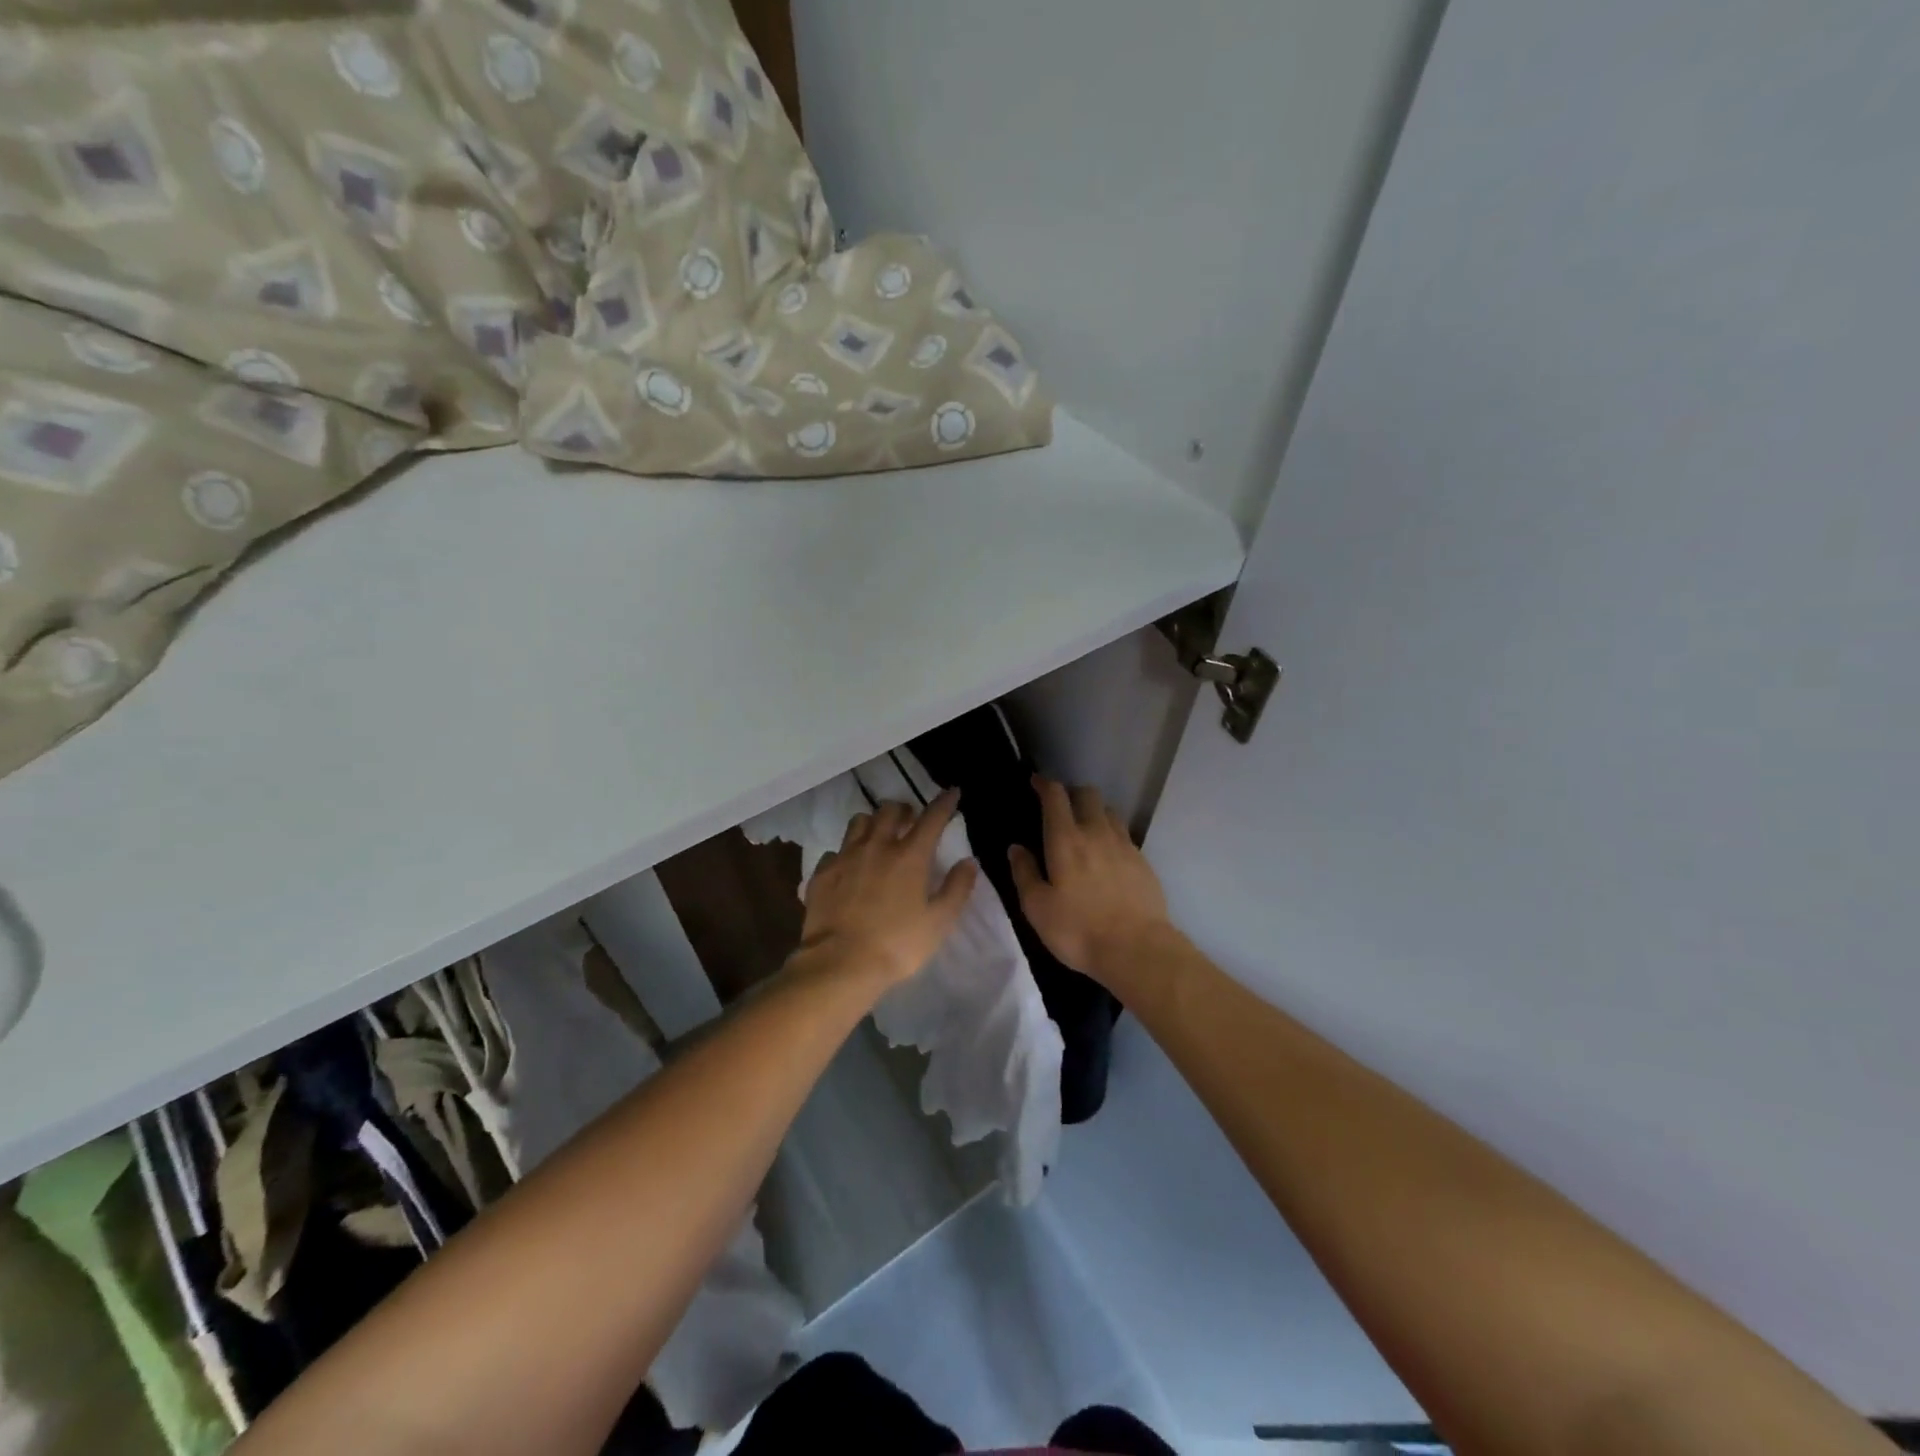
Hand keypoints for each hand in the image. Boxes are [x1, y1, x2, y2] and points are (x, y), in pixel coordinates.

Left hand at [795, 791, 977, 991]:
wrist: (840, 964)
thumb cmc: (897, 945)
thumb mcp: (938, 922)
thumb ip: (957, 889)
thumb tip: (969, 862)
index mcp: (909, 856)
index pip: (931, 818)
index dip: (944, 803)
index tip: (952, 793)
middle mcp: (877, 847)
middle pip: (890, 811)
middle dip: (904, 809)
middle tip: (910, 819)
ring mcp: (845, 857)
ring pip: (859, 822)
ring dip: (872, 823)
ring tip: (877, 835)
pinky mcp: (822, 873)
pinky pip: (834, 851)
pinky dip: (845, 853)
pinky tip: (848, 867)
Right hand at [1009, 778, 1174, 988]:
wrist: (1137, 949)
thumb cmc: (1078, 930)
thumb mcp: (1037, 908)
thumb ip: (1024, 873)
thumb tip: (1016, 848)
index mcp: (1066, 840)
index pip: (1056, 796)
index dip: (1044, 784)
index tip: (1036, 782)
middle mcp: (1097, 833)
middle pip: (1088, 794)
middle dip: (1072, 793)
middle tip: (1061, 807)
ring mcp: (1124, 845)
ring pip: (1109, 812)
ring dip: (1094, 812)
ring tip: (1085, 829)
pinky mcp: (1143, 861)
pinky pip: (1124, 835)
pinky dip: (1111, 834)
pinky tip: (1107, 855)